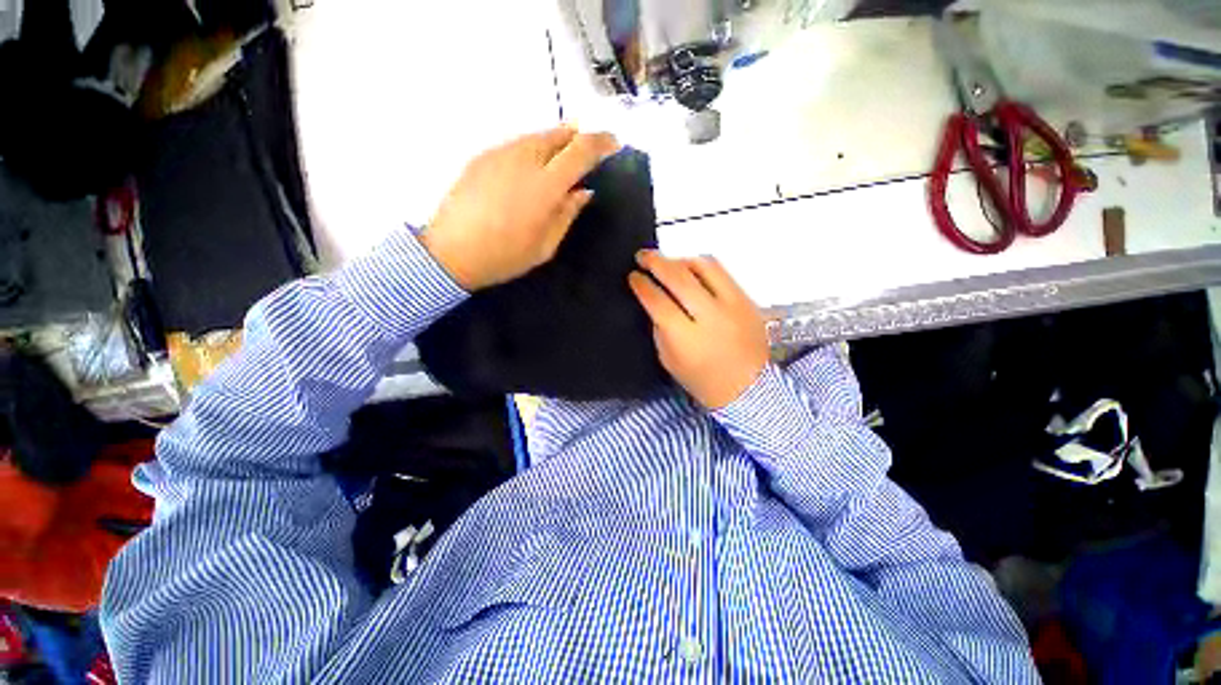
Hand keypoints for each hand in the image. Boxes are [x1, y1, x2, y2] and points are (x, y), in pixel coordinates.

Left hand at [420, 127, 619, 289]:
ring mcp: (499, 154)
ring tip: (562, 157)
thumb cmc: (505, 257)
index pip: (580, 151)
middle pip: (558, 134)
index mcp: (545, 186)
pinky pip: (516, 144)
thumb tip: (583, 192)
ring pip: (536, 136)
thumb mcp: (545, 245)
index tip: (613, 144)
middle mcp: (524, 160)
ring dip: (555, 141)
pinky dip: (532, 148)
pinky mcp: (482, 157)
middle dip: (578, 138)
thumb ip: (567, 214)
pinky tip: (531, 167)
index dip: (600, 143)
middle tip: (588, 150)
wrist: (451, 253)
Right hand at [628, 251, 769, 408]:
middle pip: (678, 277)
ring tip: (667, 262)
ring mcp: (732, 305)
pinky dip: (701, 265)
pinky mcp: (746, 300)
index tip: (633, 277)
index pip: (658, 301)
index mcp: (686, 337)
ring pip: (703, 266)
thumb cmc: (703, 381)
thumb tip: (654, 301)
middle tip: (642, 256)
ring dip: (679, 259)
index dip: (642, 285)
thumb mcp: (669, 361)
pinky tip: (691, 268)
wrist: (749, 390)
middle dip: (656, 262)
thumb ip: (660, 328)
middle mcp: (710, 316)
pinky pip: (722, 272)